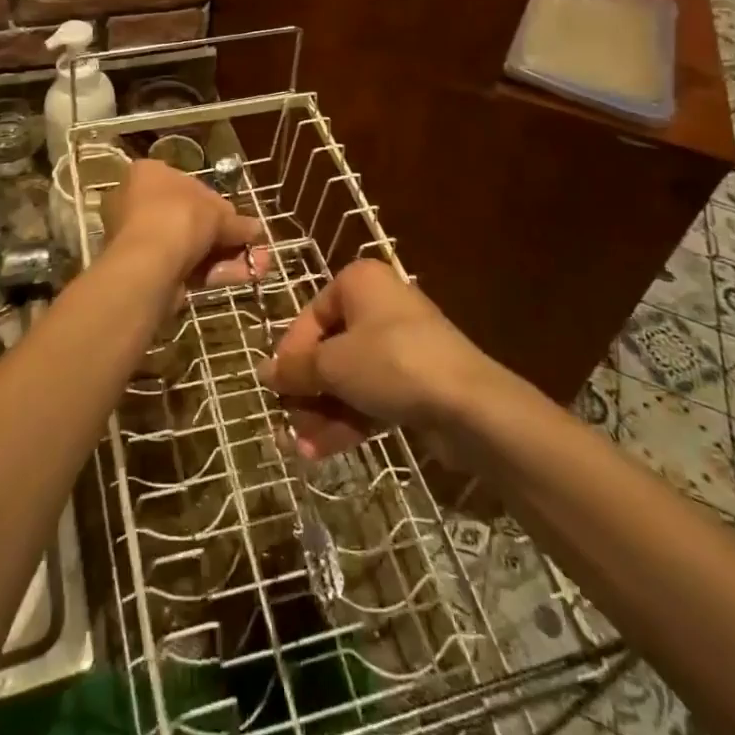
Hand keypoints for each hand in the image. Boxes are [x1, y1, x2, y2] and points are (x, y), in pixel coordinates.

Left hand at [103, 159, 262, 295]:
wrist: (148, 265)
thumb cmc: (179, 218)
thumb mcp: (216, 212)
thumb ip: (237, 221)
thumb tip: (256, 229)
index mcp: (149, 175)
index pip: (189, 184)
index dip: (218, 202)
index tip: (240, 217)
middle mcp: (141, 204)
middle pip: (193, 219)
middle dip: (229, 235)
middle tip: (256, 244)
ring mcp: (144, 239)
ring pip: (194, 246)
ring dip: (230, 255)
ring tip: (262, 265)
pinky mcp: (151, 269)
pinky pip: (189, 266)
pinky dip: (217, 271)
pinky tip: (247, 276)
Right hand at [258, 258, 498, 458]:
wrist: (470, 404)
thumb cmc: (391, 363)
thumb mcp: (333, 364)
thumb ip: (296, 369)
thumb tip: (264, 372)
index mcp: (359, 283)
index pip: (310, 315)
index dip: (290, 354)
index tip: (275, 387)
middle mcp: (379, 306)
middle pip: (330, 349)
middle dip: (307, 392)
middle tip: (287, 424)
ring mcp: (401, 345)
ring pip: (349, 378)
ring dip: (323, 413)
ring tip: (300, 451)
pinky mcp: (416, 381)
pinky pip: (372, 395)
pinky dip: (348, 420)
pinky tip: (322, 451)